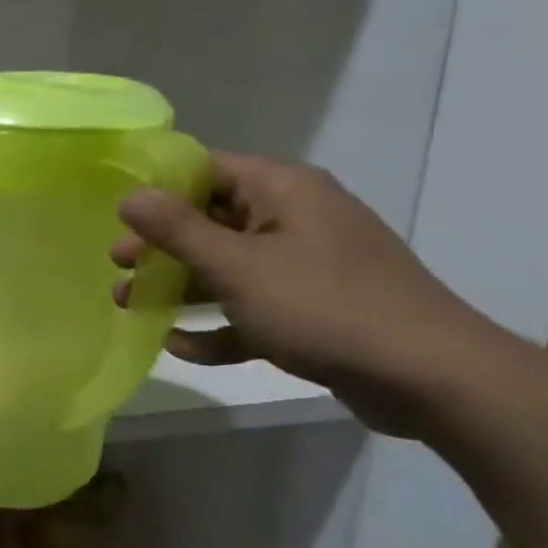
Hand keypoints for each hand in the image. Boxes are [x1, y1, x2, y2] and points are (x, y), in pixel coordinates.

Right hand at [111, 153, 501, 435]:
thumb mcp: (237, 266)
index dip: (159, 187)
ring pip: (227, 267)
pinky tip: (178, 346)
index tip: (116, 213)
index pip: (208, 169)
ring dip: (178, 286)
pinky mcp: (313, 311)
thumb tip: (130, 196)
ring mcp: (306, 267)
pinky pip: (250, 309)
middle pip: (211, 220)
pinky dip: (215, 325)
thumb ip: (178, 230)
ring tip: (130, 305)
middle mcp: (295, 220)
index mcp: (284, 192)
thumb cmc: (323, 307)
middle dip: (160, 245)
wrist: (431, 378)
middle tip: (117, 265)